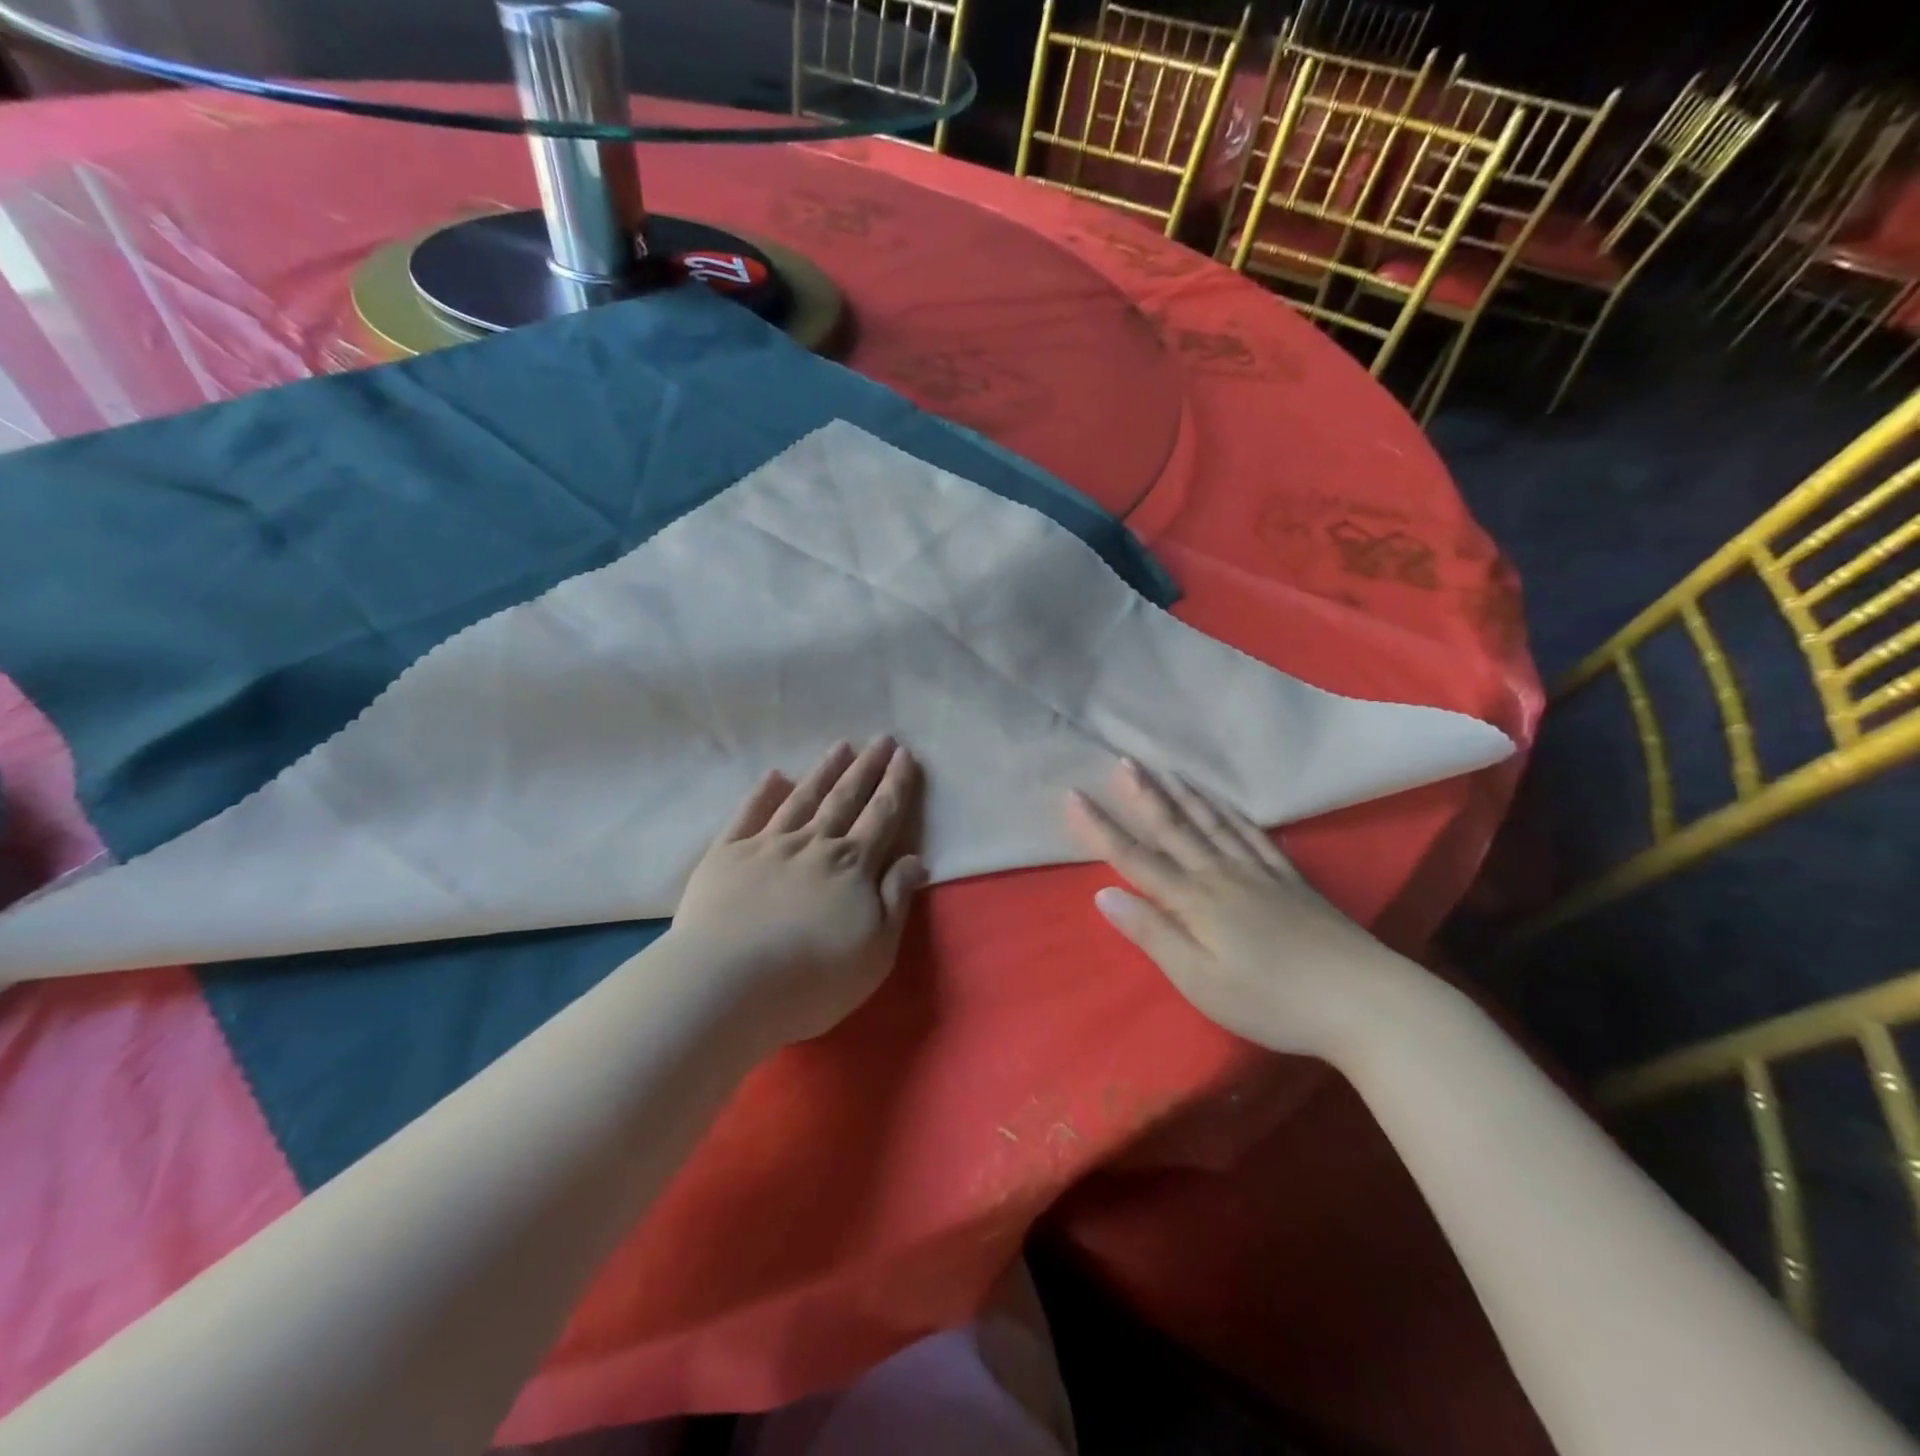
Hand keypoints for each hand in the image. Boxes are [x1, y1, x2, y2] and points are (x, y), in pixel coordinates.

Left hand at [672, 738, 926, 1044]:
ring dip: (824, 771)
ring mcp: (767, 845)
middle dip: (867, 768)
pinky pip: (749, 814)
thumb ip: (896, 900)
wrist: (726, 985)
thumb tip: (916, 859)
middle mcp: (813, 844)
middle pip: (846, 798)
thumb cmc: (812, 977)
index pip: (882, 816)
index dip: (896, 785)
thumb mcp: (876, 950)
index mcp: (852, 866)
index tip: (905, 756)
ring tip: (841, 746)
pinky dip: (763, 793)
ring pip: (803, 798)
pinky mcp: (726, 855)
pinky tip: (774, 776)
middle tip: (882, 739)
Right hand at [1066, 760, 1429, 1062]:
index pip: (1136, 858)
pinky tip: (1226, 804)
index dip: (1102, 828)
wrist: (1364, 1000)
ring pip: (1214, 824)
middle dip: (1144, 795)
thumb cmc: (1272, 1000)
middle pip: (1176, 828)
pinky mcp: (1291, 880)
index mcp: (1195, 901)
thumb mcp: (1200, 980)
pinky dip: (1234, 815)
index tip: (1074, 795)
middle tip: (1124, 760)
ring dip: (1185, 795)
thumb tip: (1104, 895)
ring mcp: (1260, 873)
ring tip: (1166, 769)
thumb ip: (1153, 934)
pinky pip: (1254, 836)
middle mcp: (1222, 875)